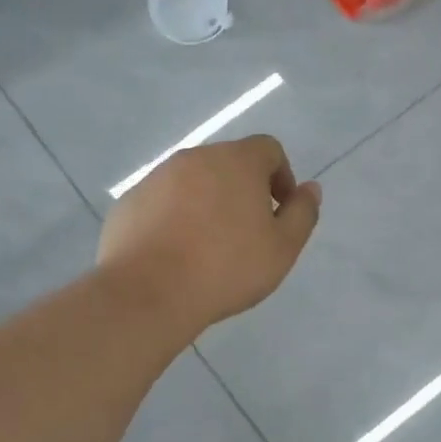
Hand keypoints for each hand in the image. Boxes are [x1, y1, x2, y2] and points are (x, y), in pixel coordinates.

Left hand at [98, 135, 320, 334]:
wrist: (148, 292)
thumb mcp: (282, 248)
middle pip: (229, 163)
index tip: (279, 213)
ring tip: (209, 247)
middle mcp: (195, 158)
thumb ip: (303, 213)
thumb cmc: (226, 268)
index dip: (281, 177)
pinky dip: (175, 217)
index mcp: (237, 161)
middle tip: (248, 233)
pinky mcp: (130, 201)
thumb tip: (310, 189)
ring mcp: (157, 177)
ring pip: (194, 182)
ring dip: (208, 203)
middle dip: (243, 190)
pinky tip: (176, 254)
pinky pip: (163, 201)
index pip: (268, 149)